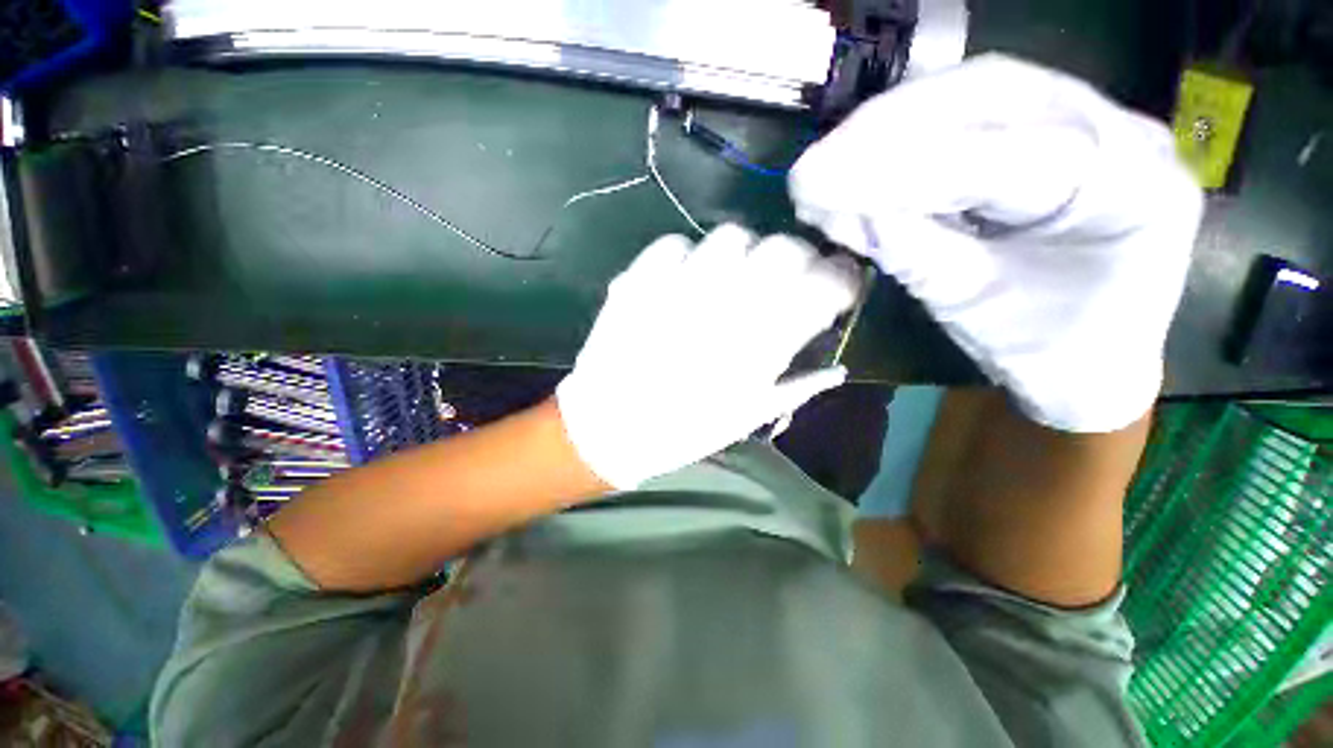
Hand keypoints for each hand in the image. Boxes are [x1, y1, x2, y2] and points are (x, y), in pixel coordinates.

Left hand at [557, 225, 859, 488]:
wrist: (609, 427)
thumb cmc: (682, 430)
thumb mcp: (748, 416)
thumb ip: (797, 387)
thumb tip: (837, 368)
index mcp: (759, 345)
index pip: (823, 285)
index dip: (840, 277)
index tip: (839, 283)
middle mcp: (725, 306)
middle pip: (782, 248)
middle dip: (797, 256)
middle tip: (787, 276)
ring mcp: (678, 287)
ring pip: (730, 236)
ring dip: (743, 252)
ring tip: (733, 275)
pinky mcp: (638, 279)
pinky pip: (675, 243)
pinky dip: (688, 254)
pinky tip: (686, 278)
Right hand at [789, 54, 1203, 431]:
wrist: (1087, 353)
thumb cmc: (1043, 347)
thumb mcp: (973, 309)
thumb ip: (915, 255)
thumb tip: (846, 214)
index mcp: (1130, 190)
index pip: (1004, 158)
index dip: (901, 169)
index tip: (819, 184)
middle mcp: (1120, 130)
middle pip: (989, 95)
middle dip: (885, 130)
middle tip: (814, 169)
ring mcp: (1085, 115)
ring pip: (972, 91)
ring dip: (886, 127)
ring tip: (825, 167)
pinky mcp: (1046, 121)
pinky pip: (966, 111)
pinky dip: (901, 135)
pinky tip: (856, 162)